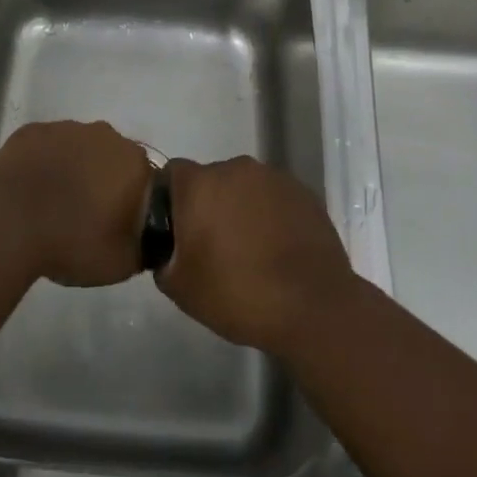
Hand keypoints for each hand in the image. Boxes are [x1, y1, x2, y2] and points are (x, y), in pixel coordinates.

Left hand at [0, 120, 153, 287]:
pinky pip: (46, 147)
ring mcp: (64, 128)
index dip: (131, 200)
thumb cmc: (72, 241)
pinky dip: (44, 163)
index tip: (117, 222)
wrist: (8, 225)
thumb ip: (143, 245)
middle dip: (103, 179)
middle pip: (111, 156)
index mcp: (132, 161)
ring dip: (73, 168)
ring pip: (78, 148)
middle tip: (87, 214)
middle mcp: (103, 135)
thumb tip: (141, 236)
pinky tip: (32, 190)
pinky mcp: (31, 130)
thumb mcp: (123, 264)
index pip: (144, 178)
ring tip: (55, 204)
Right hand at [154, 156, 352, 355]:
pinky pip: (274, 198)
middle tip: (215, 246)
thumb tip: (169, 248)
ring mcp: (272, 177)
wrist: (314, 307)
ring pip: (245, 187)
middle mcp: (234, 168)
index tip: (178, 230)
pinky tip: (278, 249)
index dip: (171, 200)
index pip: (172, 174)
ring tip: (251, 250)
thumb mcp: (180, 288)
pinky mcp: (302, 192)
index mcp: (199, 184)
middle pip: (211, 179)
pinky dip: (271, 215)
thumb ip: (163, 257)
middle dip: (209, 205)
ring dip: (242, 208)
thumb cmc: (238, 294)